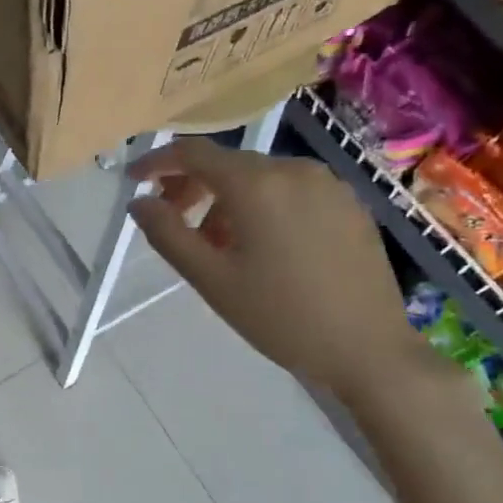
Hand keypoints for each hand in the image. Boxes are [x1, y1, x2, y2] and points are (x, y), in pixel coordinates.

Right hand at [127, 139, 422, 401]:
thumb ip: (167, 233)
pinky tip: (262, 248)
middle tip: (172, 224)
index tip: (134, 180)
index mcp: (257, 184)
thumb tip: (139, 201)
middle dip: (192, 188)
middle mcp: (294, 170)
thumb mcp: (211, 279)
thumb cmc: (279, 316)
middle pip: (227, 165)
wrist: (368, 349)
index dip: (158, 162)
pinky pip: (291, 193)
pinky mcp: (349, 205)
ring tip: (218, 247)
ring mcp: (328, 185)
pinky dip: (263, 208)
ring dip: (227, 202)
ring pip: (260, 180)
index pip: (194, 153)